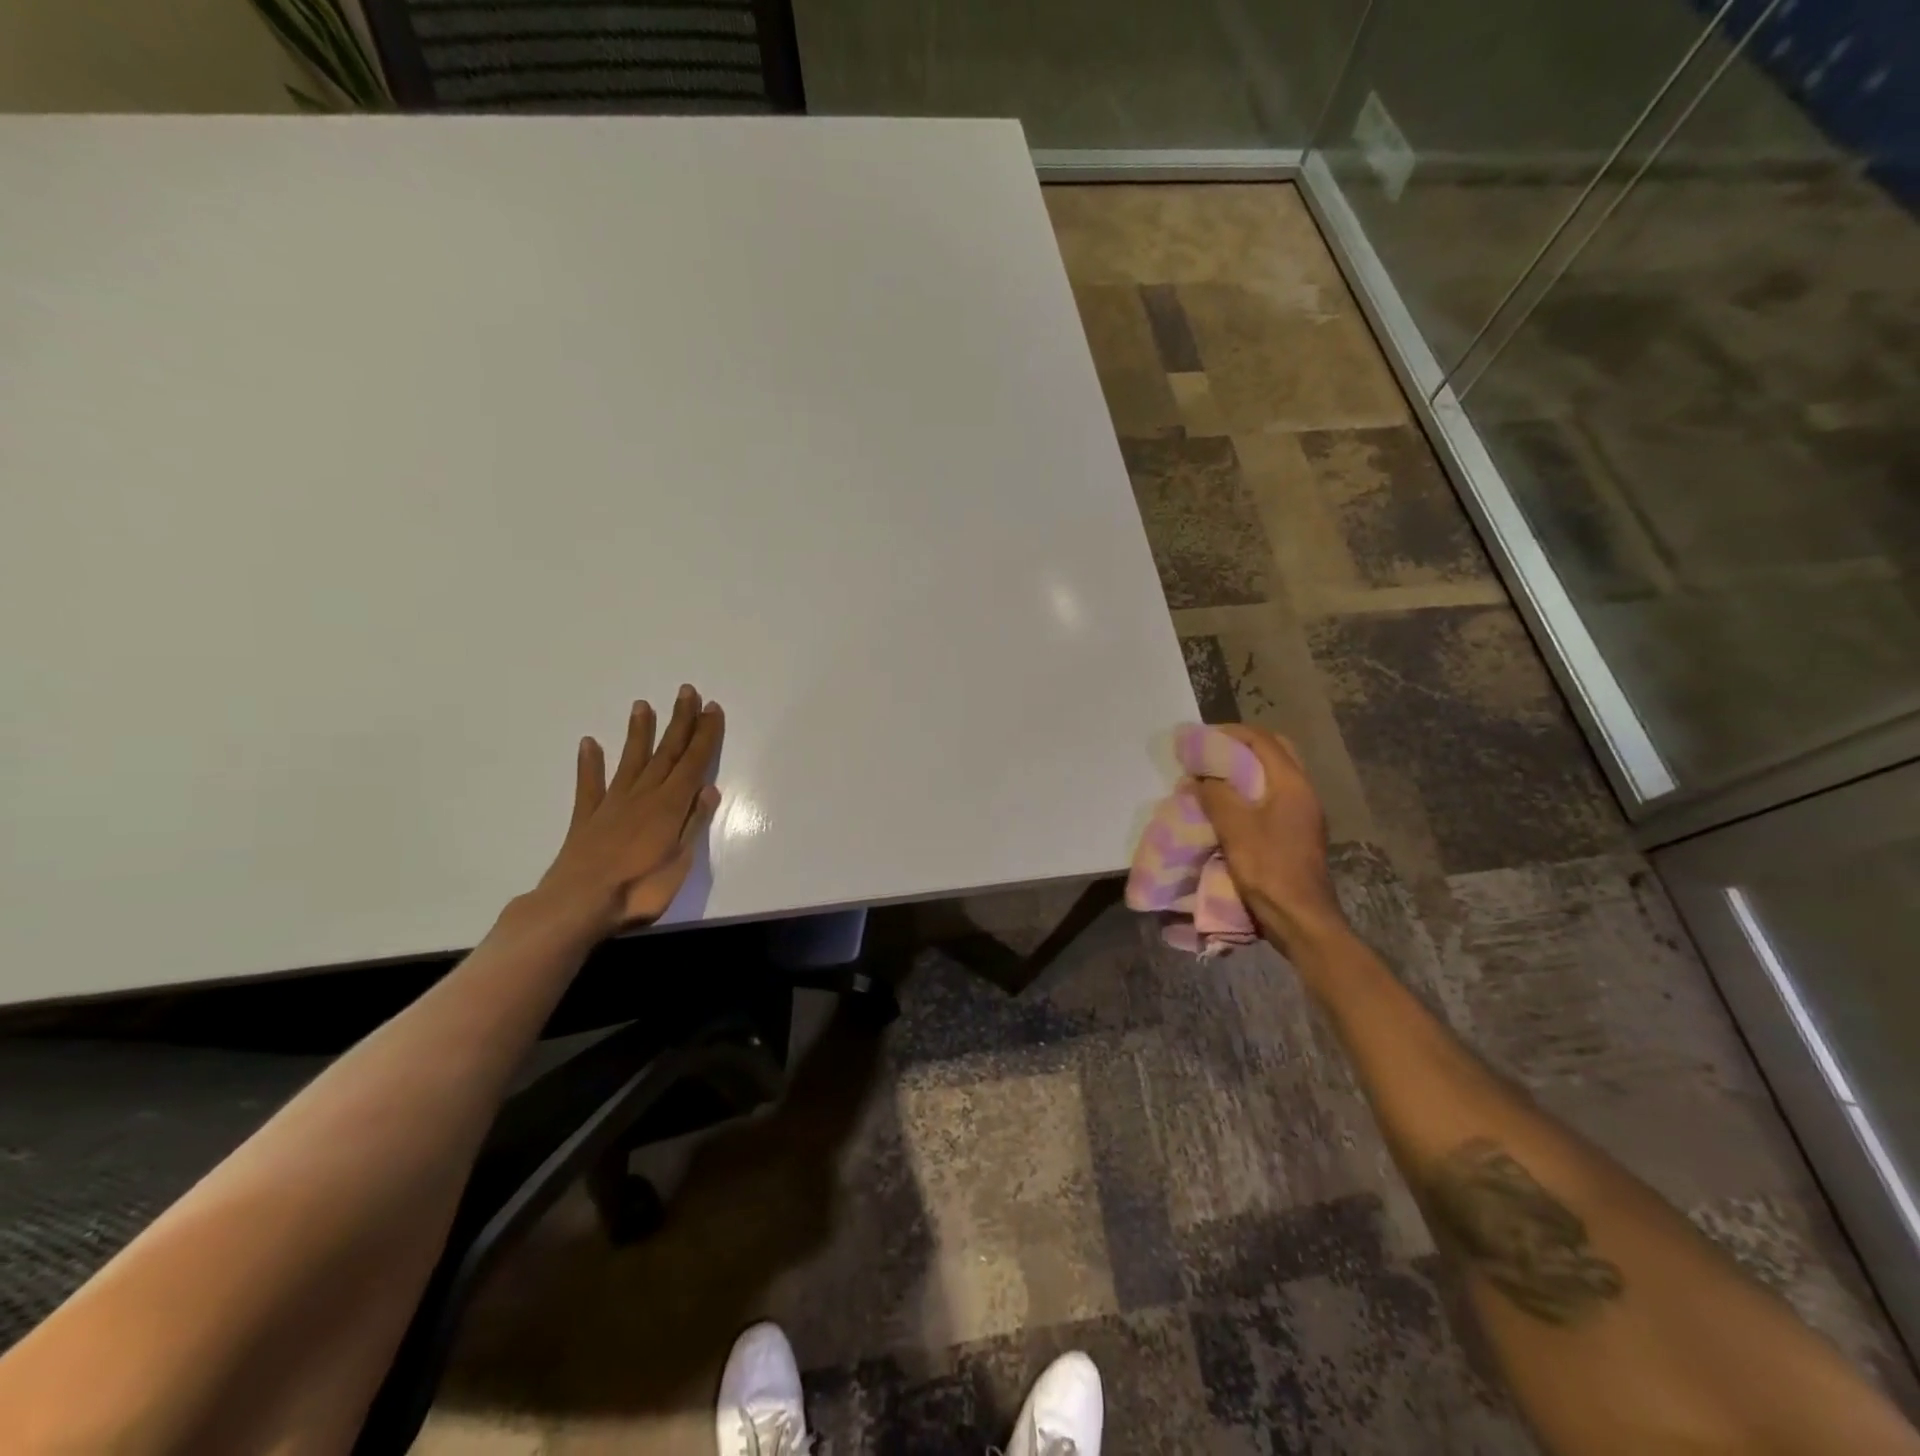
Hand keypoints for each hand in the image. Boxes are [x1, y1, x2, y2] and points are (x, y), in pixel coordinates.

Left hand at [530, 685, 723, 936]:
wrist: (578, 905)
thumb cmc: (639, 889)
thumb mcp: (680, 862)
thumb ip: (693, 823)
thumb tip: (709, 790)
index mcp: (670, 806)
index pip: (693, 763)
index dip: (705, 735)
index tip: (712, 708)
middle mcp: (643, 796)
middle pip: (666, 753)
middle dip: (680, 722)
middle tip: (687, 692)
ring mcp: (612, 804)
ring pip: (631, 761)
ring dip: (639, 733)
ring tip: (643, 705)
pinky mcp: (586, 818)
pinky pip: (590, 785)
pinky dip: (590, 763)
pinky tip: (590, 743)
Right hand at [1189, 726, 1349, 961]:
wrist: (1301, 919)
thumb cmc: (1268, 869)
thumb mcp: (1234, 828)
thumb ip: (1215, 795)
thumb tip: (1199, 778)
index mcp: (1292, 784)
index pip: (1262, 740)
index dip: (1230, 733)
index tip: (1200, 738)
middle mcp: (1303, 792)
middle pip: (1274, 752)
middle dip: (1241, 746)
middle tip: (1210, 752)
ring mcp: (1303, 813)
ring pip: (1273, 775)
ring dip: (1244, 769)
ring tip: (1213, 776)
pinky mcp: (1297, 832)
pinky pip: (1272, 796)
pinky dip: (1249, 790)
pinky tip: (1228, 805)